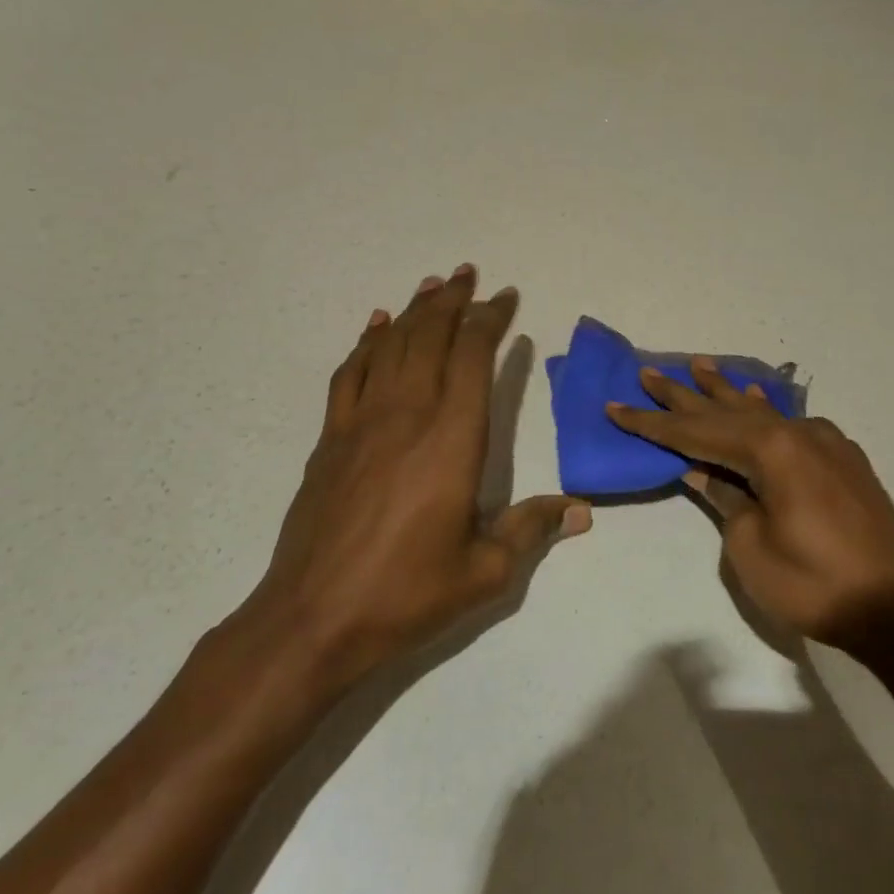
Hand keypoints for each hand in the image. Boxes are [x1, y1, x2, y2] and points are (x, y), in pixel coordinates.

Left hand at [241, 266, 588, 699]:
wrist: (312, 620)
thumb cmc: (407, 594)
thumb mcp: (485, 571)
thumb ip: (532, 529)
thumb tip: (581, 511)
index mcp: (452, 439)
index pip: (472, 357)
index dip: (490, 320)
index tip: (506, 298)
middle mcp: (407, 415)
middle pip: (429, 337)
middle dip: (452, 301)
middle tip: (468, 274)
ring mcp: (362, 423)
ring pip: (390, 346)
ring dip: (413, 311)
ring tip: (432, 286)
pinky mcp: (330, 439)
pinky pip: (350, 373)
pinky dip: (366, 342)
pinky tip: (375, 326)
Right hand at [607, 361, 893, 650]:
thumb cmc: (814, 584)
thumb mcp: (752, 548)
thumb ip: (726, 499)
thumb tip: (703, 471)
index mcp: (771, 450)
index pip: (696, 433)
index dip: (652, 423)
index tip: (616, 406)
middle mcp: (798, 433)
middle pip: (727, 411)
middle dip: (685, 395)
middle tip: (649, 373)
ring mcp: (825, 443)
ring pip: (763, 411)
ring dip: (727, 391)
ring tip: (699, 366)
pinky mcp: (843, 459)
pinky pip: (792, 424)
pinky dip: (765, 411)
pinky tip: (756, 398)